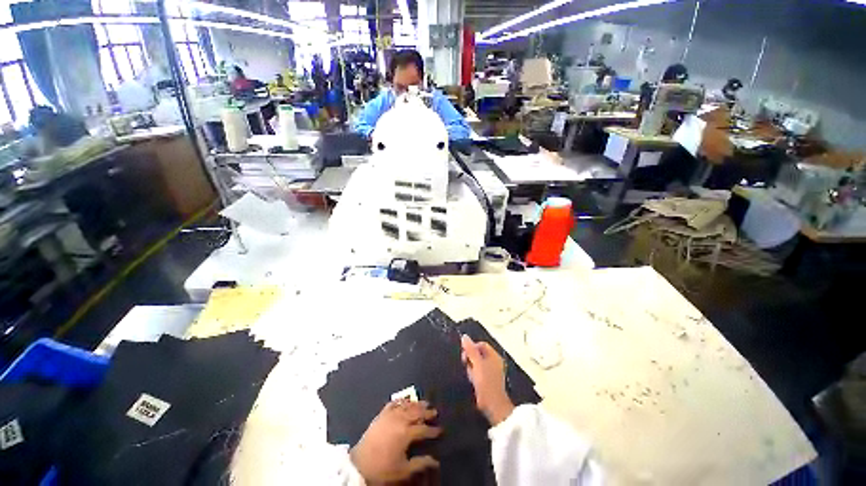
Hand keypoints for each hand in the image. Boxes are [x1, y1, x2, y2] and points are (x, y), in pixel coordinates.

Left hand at [350, 400, 441, 483]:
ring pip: (406, 406)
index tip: (440, 430)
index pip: (424, 429)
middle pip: (416, 413)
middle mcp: (399, 420)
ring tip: (424, 403)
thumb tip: (435, 461)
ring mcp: (390, 415)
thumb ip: (420, 464)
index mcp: (406, 433)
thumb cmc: (382, 469)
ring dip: (416, 404)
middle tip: (435, 411)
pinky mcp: (381, 414)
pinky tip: (405, 400)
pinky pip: (393, 404)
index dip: (433, 430)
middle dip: (427, 412)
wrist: (359, 465)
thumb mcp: (403, 470)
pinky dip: (401, 401)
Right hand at [461, 335, 514, 425]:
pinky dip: (473, 374)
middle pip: (479, 353)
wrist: (492, 404)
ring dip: (471, 366)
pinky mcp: (487, 380)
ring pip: (477, 363)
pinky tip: (472, 380)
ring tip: (470, 374)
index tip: (465, 354)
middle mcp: (494, 362)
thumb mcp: (476, 363)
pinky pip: (478, 371)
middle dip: (471, 357)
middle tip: (466, 363)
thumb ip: (470, 350)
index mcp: (494, 356)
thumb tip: (464, 336)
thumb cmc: (485, 381)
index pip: (481, 344)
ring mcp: (491, 371)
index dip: (472, 347)